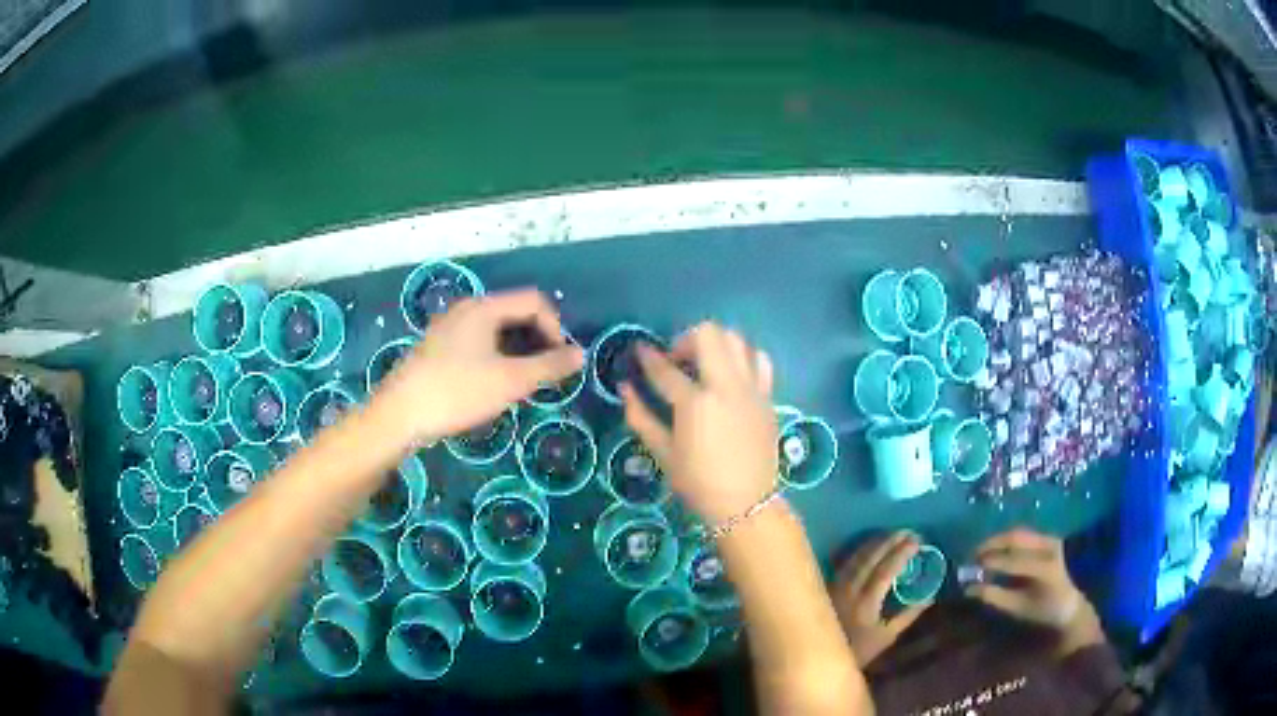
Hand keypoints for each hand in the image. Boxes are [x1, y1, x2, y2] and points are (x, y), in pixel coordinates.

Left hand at [376, 289, 583, 441]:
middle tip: (545, 374)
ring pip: (495, 331)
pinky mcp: (437, 349)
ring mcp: (448, 329)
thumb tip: (581, 355)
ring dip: (517, 351)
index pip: (534, 301)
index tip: (561, 361)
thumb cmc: (457, 392)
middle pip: (514, 313)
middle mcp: (465, 310)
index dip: (556, 328)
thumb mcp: (510, 381)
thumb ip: (549, 366)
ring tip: (523, 383)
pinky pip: (477, 343)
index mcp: (484, 308)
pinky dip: (496, 357)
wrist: (399, 415)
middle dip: (537, 340)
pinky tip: (493, 385)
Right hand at [622, 323, 776, 525]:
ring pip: (736, 339)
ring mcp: (750, 388)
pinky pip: (759, 359)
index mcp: (695, 403)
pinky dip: (744, 356)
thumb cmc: (699, 483)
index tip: (639, 350)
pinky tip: (732, 372)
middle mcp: (725, 386)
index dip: (647, 357)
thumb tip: (625, 389)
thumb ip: (641, 417)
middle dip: (685, 339)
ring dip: (715, 343)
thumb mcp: (663, 453)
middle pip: (707, 335)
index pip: (665, 369)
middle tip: (676, 360)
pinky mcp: (767, 395)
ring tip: (704, 363)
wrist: (746, 503)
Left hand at [832, 532, 930, 666]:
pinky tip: (870, 545)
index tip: (917, 541)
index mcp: (865, 604)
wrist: (824, 657)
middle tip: (907, 531)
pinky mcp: (828, 586)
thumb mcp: (888, 636)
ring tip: (892, 533)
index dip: (901, 553)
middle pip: (869, 559)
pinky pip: (844, 562)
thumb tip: (930, 596)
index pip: (885, 571)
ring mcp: (836, 587)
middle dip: (889, 541)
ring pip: (855, 557)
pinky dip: (860, 550)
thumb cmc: (860, 650)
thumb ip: (909, 615)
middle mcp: (849, 591)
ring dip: (874, 542)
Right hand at [968, 528, 1104, 655]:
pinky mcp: (1048, 538)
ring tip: (980, 552)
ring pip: (1018, 533)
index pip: (1012, 562)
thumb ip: (994, 596)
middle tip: (972, 555)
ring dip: (998, 540)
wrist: (1067, 604)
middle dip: (992, 544)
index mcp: (1044, 569)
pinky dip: (1006, 541)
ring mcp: (1050, 540)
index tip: (969, 567)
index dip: (990, 563)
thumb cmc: (1041, 611)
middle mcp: (1049, 548)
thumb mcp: (1016, 608)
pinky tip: (995, 550)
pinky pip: (1023, 535)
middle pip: (1016, 538)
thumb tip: (969, 588)